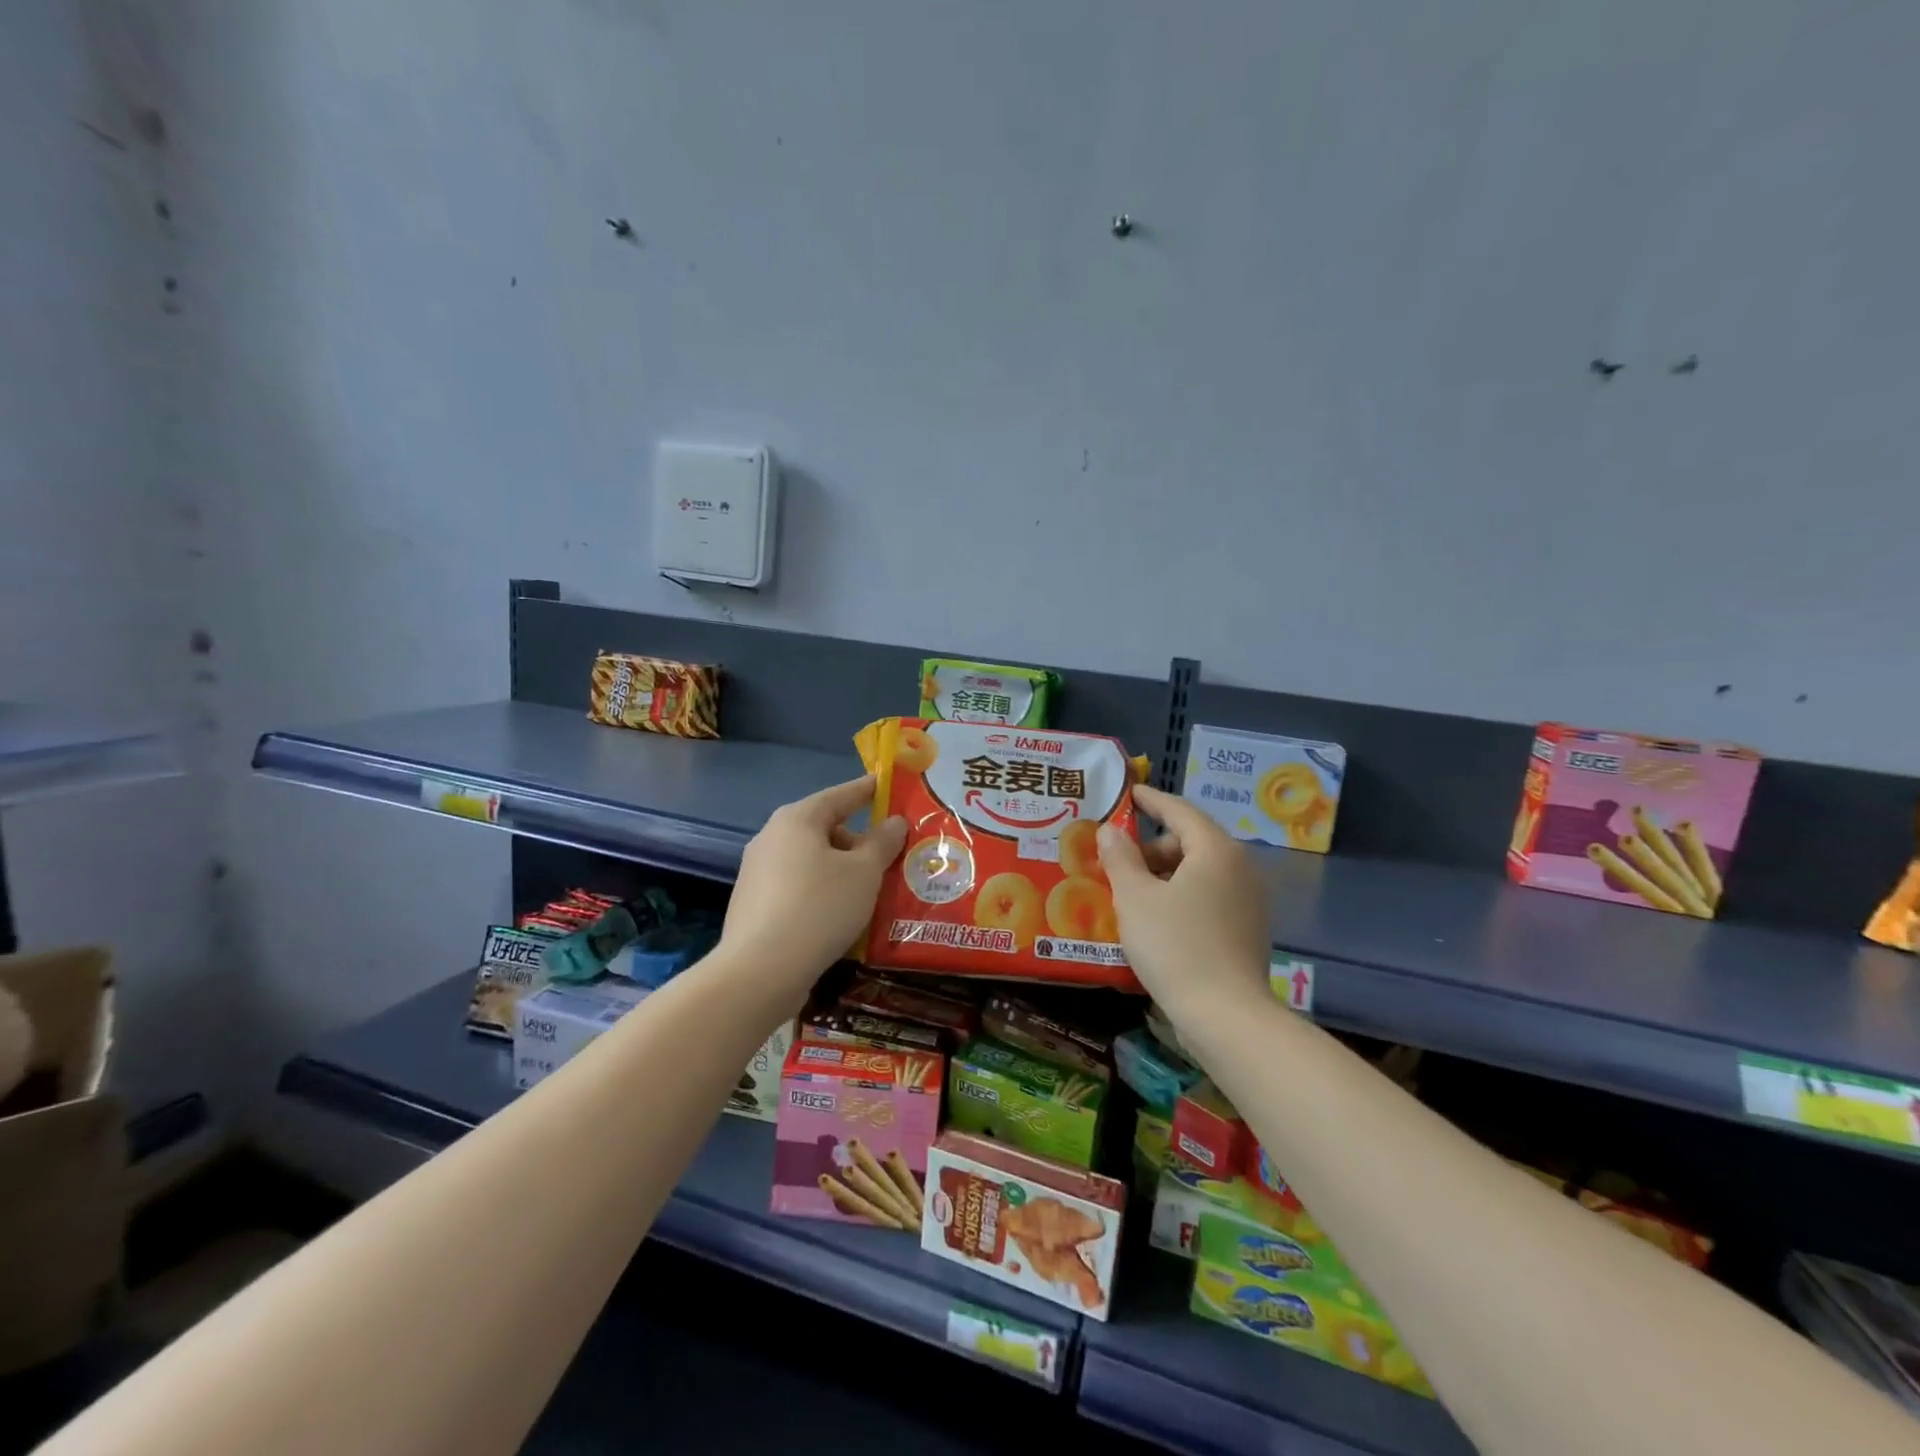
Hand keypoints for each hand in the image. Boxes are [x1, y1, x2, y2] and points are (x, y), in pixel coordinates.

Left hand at [721, 776, 906, 1004]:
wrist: (761, 972)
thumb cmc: (819, 908)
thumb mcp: (865, 873)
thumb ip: (883, 843)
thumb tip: (894, 822)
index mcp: (797, 819)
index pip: (841, 794)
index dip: (868, 790)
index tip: (888, 786)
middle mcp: (772, 837)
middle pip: (825, 829)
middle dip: (859, 841)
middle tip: (891, 858)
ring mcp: (758, 872)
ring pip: (812, 861)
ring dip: (842, 871)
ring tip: (872, 892)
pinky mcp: (755, 905)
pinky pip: (799, 887)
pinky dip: (823, 893)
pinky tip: (842, 916)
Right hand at [1098, 784, 1270, 1023]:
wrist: (1226, 1016)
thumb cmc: (1175, 946)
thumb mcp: (1135, 898)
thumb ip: (1120, 858)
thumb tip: (1110, 831)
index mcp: (1216, 850)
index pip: (1179, 811)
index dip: (1150, 800)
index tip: (1127, 793)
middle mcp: (1240, 868)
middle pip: (1190, 841)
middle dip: (1151, 846)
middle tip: (1115, 859)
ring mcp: (1249, 900)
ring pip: (1199, 871)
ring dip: (1163, 874)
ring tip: (1129, 891)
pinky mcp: (1248, 929)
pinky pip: (1208, 896)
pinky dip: (1180, 895)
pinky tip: (1155, 918)